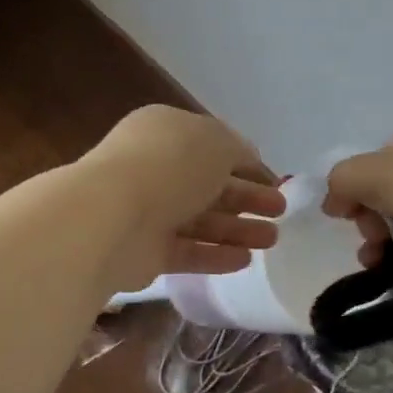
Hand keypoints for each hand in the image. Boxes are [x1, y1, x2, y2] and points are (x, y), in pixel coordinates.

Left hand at [86, 106, 284, 285]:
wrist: (112, 216)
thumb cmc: (170, 165)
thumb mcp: (217, 144)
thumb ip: (238, 151)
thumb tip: (249, 161)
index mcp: (166, 132)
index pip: (212, 146)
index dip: (246, 162)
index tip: (274, 180)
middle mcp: (155, 168)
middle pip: (209, 184)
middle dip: (247, 197)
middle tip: (280, 210)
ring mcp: (147, 210)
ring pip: (201, 219)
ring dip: (238, 228)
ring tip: (273, 239)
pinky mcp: (144, 250)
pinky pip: (187, 250)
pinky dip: (216, 254)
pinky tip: (246, 260)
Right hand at [323, 118, 392, 284]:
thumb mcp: (378, 172)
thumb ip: (343, 180)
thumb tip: (332, 201)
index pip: (375, 161)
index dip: (355, 188)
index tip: (346, 216)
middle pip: (388, 192)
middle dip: (370, 218)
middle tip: (371, 238)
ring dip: (386, 241)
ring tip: (379, 262)